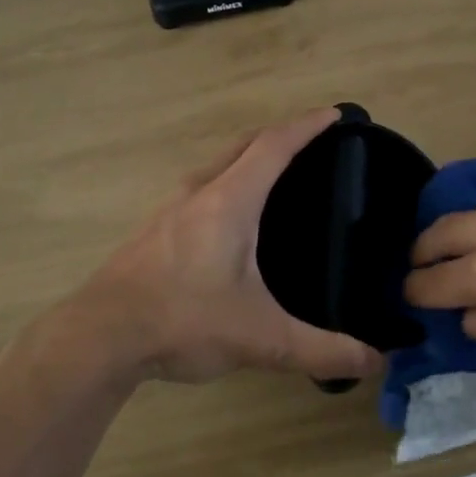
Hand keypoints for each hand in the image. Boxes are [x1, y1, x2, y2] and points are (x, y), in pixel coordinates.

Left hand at [64, 110, 382, 385]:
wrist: (98, 337)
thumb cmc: (183, 321)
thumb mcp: (261, 339)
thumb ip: (321, 349)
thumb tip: (377, 361)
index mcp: (229, 200)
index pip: (274, 145)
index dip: (307, 126)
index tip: (335, 115)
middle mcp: (198, 193)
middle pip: (244, 145)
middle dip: (280, 135)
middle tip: (313, 143)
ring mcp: (169, 210)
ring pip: (217, 166)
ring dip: (248, 159)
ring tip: (276, 177)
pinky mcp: (153, 232)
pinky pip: (199, 189)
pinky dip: (226, 184)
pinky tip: (231, 221)